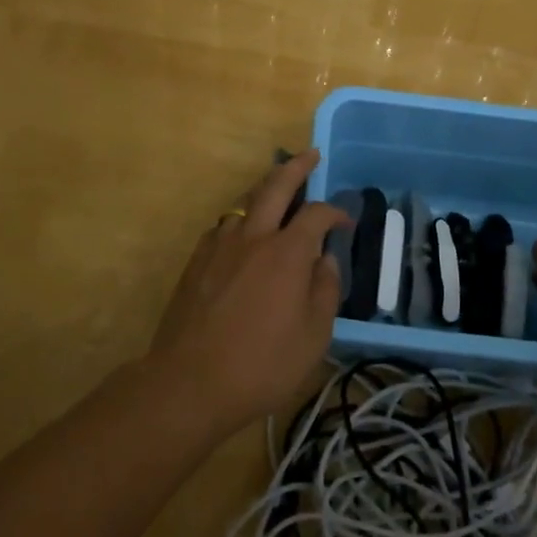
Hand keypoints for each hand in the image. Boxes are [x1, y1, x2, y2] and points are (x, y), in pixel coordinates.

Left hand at [149, 150, 349, 436]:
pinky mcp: (197, 261)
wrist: (189, 382)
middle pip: (276, 186)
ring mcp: (220, 245)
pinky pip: (224, 224)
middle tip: (310, 155)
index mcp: (287, 252)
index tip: (346, 223)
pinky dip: (241, 218)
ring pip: (244, 200)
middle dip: (296, 166)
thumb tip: (327, 261)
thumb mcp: (313, 337)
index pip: (316, 214)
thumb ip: (325, 291)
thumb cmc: (261, 364)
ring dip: (265, 187)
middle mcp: (253, 237)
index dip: (336, 212)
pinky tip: (244, 232)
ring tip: (277, 187)